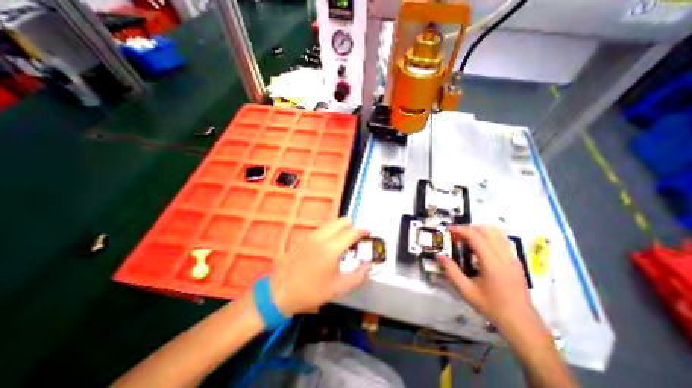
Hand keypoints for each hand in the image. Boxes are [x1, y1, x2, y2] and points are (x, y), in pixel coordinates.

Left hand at [268, 216, 372, 316]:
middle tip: (355, 239)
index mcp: (331, 249)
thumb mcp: (338, 287)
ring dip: (340, 227)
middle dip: (351, 226)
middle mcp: (321, 238)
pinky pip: (321, 228)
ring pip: (330, 222)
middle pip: (341, 221)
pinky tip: (329, 244)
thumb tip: (370, 265)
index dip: (362, 231)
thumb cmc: (311, 291)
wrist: (280, 292)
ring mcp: (311, 236)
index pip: (351, 233)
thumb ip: (357, 276)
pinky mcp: (304, 238)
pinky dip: (330, 230)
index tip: (368, 233)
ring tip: (343, 241)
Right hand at [437, 226, 545, 334]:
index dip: (461, 230)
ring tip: (467, 238)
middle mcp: (504, 257)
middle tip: (457, 235)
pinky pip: (502, 240)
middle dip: (469, 228)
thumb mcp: (466, 291)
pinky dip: (489, 236)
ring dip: (480, 230)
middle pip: (487, 230)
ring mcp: (513, 258)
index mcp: (492, 264)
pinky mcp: (516, 261)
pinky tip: (481, 246)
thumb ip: (451, 271)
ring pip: (497, 233)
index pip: (476, 237)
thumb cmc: (492, 307)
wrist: (522, 324)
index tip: (449, 230)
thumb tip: (439, 256)